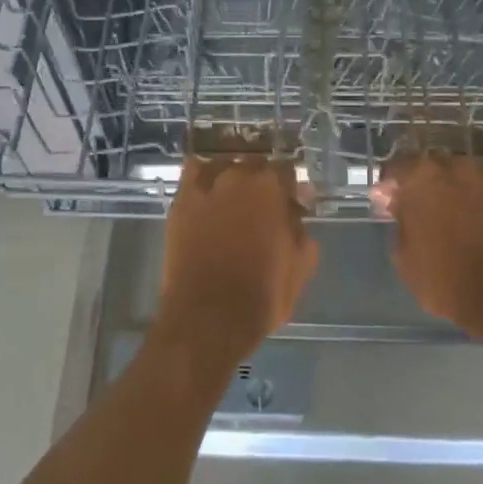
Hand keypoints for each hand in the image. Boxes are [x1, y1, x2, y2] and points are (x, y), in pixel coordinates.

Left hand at [154, 157, 318, 370]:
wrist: (208, 318)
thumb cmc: (261, 296)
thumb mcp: (300, 266)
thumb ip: (301, 229)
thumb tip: (295, 211)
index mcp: (271, 190)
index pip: (286, 170)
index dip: (290, 188)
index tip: (292, 204)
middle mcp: (238, 178)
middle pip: (254, 164)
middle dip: (262, 181)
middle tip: (263, 206)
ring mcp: (205, 188)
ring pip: (223, 165)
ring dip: (232, 176)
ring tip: (232, 198)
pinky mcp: (181, 202)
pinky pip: (191, 173)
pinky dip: (201, 176)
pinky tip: (206, 190)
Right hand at [372, 155, 482, 343]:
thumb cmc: (448, 281)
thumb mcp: (405, 259)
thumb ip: (399, 223)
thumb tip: (398, 206)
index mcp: (422, 180)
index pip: (397, 167)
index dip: (391, 185)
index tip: (389, 204)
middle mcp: (457, 168)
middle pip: (434, 166)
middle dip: (426, 184)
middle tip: (425, 210)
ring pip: (467, 175)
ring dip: (459, 189)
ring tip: (460, 216)